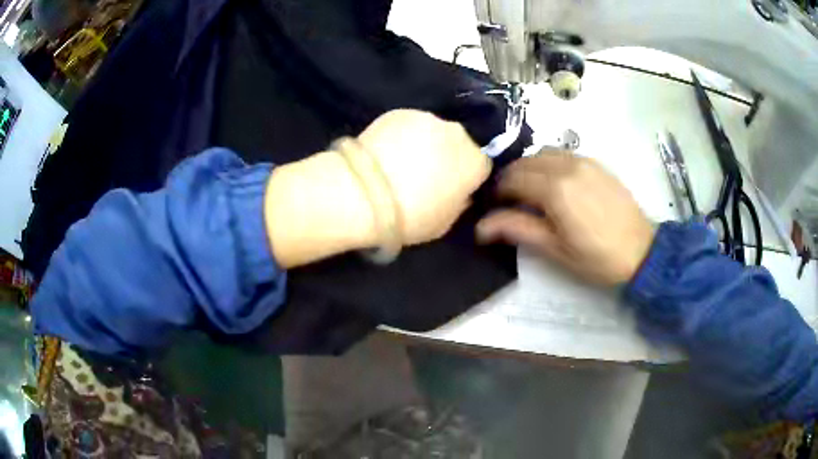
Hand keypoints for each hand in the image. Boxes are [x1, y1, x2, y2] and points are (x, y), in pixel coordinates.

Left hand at [265, 110, 490, 267]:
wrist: (363, 193)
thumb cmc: (410, 216)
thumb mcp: (444, 224)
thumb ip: (459, 204)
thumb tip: (459, 193)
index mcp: (475, 162)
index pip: (481, 166)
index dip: (468, 178)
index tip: (453, 189)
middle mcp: (457, 133)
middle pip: (459, 144)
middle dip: (448, 156)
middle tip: (426, 175)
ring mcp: (427, 118)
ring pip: (434, 132)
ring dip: (425, 143)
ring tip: (400, 162)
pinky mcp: (399, 111)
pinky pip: (409, 124)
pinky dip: (402, 135)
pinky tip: (385, 152)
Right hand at [476, 150, 654, 284]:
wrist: (642, 251)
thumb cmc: (597, 258)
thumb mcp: (555, 250)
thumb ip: (517, 229)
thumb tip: (481, 226)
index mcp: (555, 189)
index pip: (512, 179)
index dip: (498, 192)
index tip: (494, 207)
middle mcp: (566, 166)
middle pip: (525, 162)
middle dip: (510, 179)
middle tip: (509, 202)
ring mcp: (583, 161)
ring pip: (542, 153)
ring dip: (529, 168)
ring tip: (530, 191)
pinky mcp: (595, 163)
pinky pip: (562, 153)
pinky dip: (548, 163)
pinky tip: (554, 183)